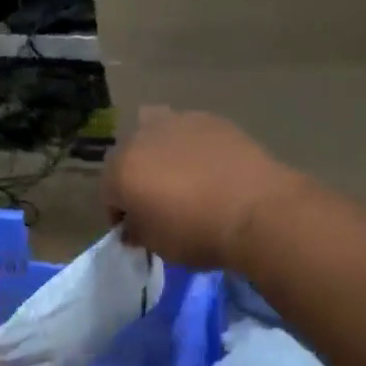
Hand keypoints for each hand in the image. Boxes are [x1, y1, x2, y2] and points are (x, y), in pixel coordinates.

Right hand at [102, 107, 306, 270]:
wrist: (257, 210)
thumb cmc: (198, 233)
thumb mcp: (159, 246)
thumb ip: (138, 232)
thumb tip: (133, 226)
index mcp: (121, 169)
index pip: (108, 192)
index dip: (119, 213)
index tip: (136, 230)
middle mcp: (142, 138)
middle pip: (129, 156)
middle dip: (137, 176)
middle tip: (158, 200)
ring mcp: (177, 122)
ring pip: (157, 132)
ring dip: (161, 151)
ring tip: (182, 175)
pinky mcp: (210, 119)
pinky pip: (190, 131)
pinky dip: (193, 146)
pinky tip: (211, 166)